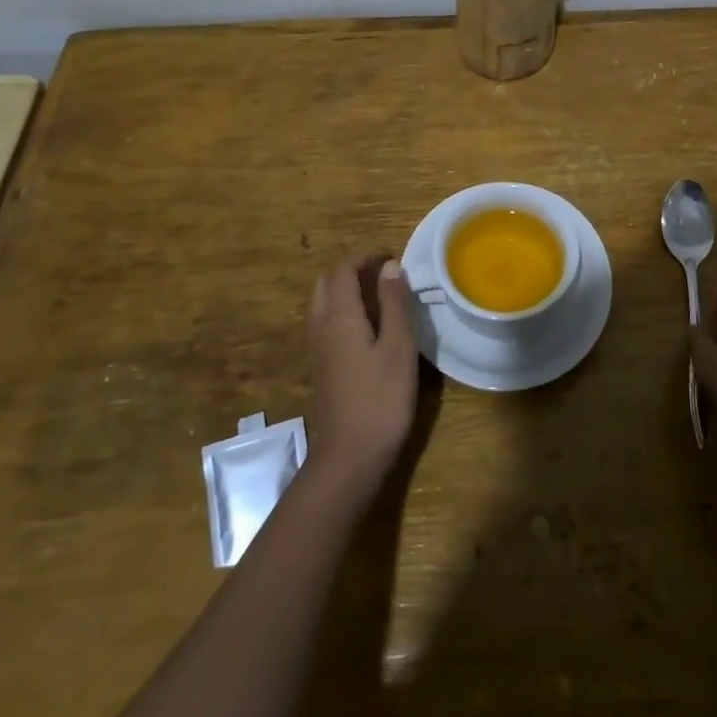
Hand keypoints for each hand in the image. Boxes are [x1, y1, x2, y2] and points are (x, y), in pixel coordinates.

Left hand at [307, 259, 417, 493]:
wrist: (349, 458)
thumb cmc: (380, 399)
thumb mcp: (398, 346)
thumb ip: (394, 303)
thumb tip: (389, 266)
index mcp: (340, 316)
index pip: (343, 270)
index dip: (365, 258)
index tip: (391, 258)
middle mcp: (321, 326)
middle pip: (327, 283)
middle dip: (352, 272)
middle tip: (384, 277)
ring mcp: (317, 350)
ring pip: (323, 304)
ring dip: (346, 292)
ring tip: (379, 300)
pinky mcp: (321, 369)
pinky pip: (326, 324)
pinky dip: (343, 313)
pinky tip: (368, 331)